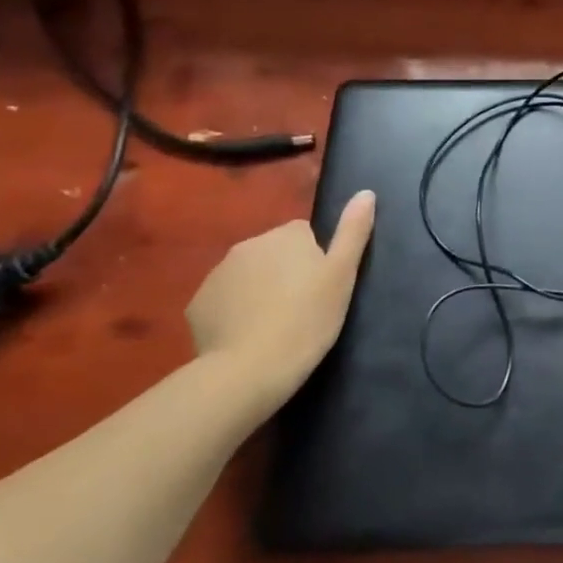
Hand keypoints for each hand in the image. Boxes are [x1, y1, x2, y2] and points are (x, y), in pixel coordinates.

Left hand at [186, 191, 376, 406]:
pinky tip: (246, 337)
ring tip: (273, 326)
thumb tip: (366, 192)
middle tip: (300, 309)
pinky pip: (223, 301)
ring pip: (247, 276)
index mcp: (286, 234)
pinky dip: (234, 312)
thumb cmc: (307, 319)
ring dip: (258, 291)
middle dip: (284, 274)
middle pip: (274, 253)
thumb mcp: (343, 274)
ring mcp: (218, 273)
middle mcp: (249, 244)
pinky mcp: (197, 304)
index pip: (305, 235)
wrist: (249, 370)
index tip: (320, 289)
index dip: (315, 261)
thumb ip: (354, 231)